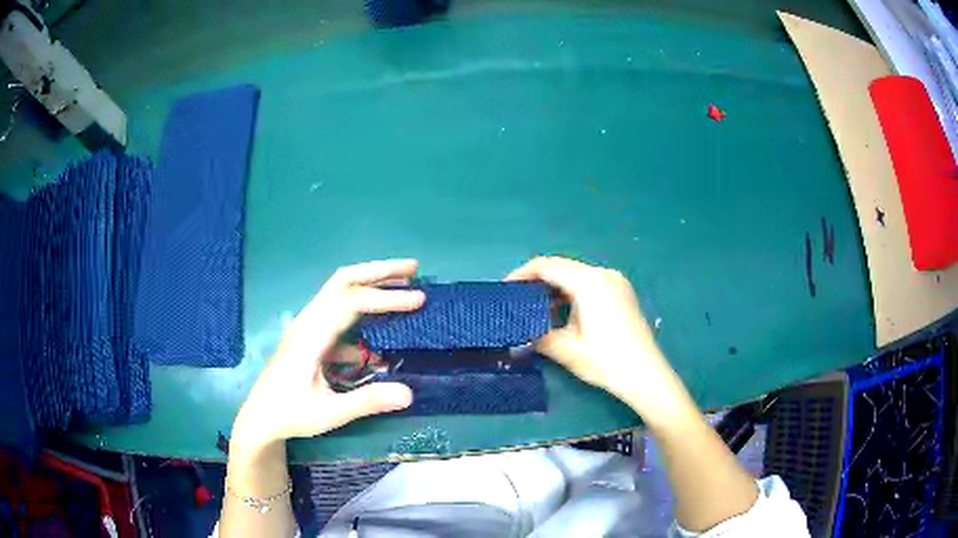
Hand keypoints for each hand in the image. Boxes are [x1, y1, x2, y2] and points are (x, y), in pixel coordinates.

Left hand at [231, 259, 425, 451]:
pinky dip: (362, 309)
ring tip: (402, 284)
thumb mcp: (329, 414)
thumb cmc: (291, 414)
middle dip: (378, 271)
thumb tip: (409, 393)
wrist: (260, 416)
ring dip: (370, 283)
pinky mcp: (310, 335)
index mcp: (310, 335)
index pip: (350, 303)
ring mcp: (307, 326)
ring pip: (339, 291)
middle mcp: (308, 321)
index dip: (385, 297)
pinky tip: (380, 329)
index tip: (418, 299)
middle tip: (413, 268)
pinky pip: (338, 312)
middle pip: (342, 281)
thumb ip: (367, 402)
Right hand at [507, 256, 689, 421]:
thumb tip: (517, 336)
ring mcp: (616, 282)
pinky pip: (590, 283)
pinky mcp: (622, 293)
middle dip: (537, 279)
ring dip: (554, 286)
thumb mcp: (565, 349)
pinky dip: (571, 291)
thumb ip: (537, 336)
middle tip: (516, 297)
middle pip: (562, 267)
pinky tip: (561, 310)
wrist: (646, 375)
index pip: (547, 266)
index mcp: (588, 281)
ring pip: (576, 275)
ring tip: (534, 305)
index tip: (504, 289)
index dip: (522, 274)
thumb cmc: (605, 360)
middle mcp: (603, 274)